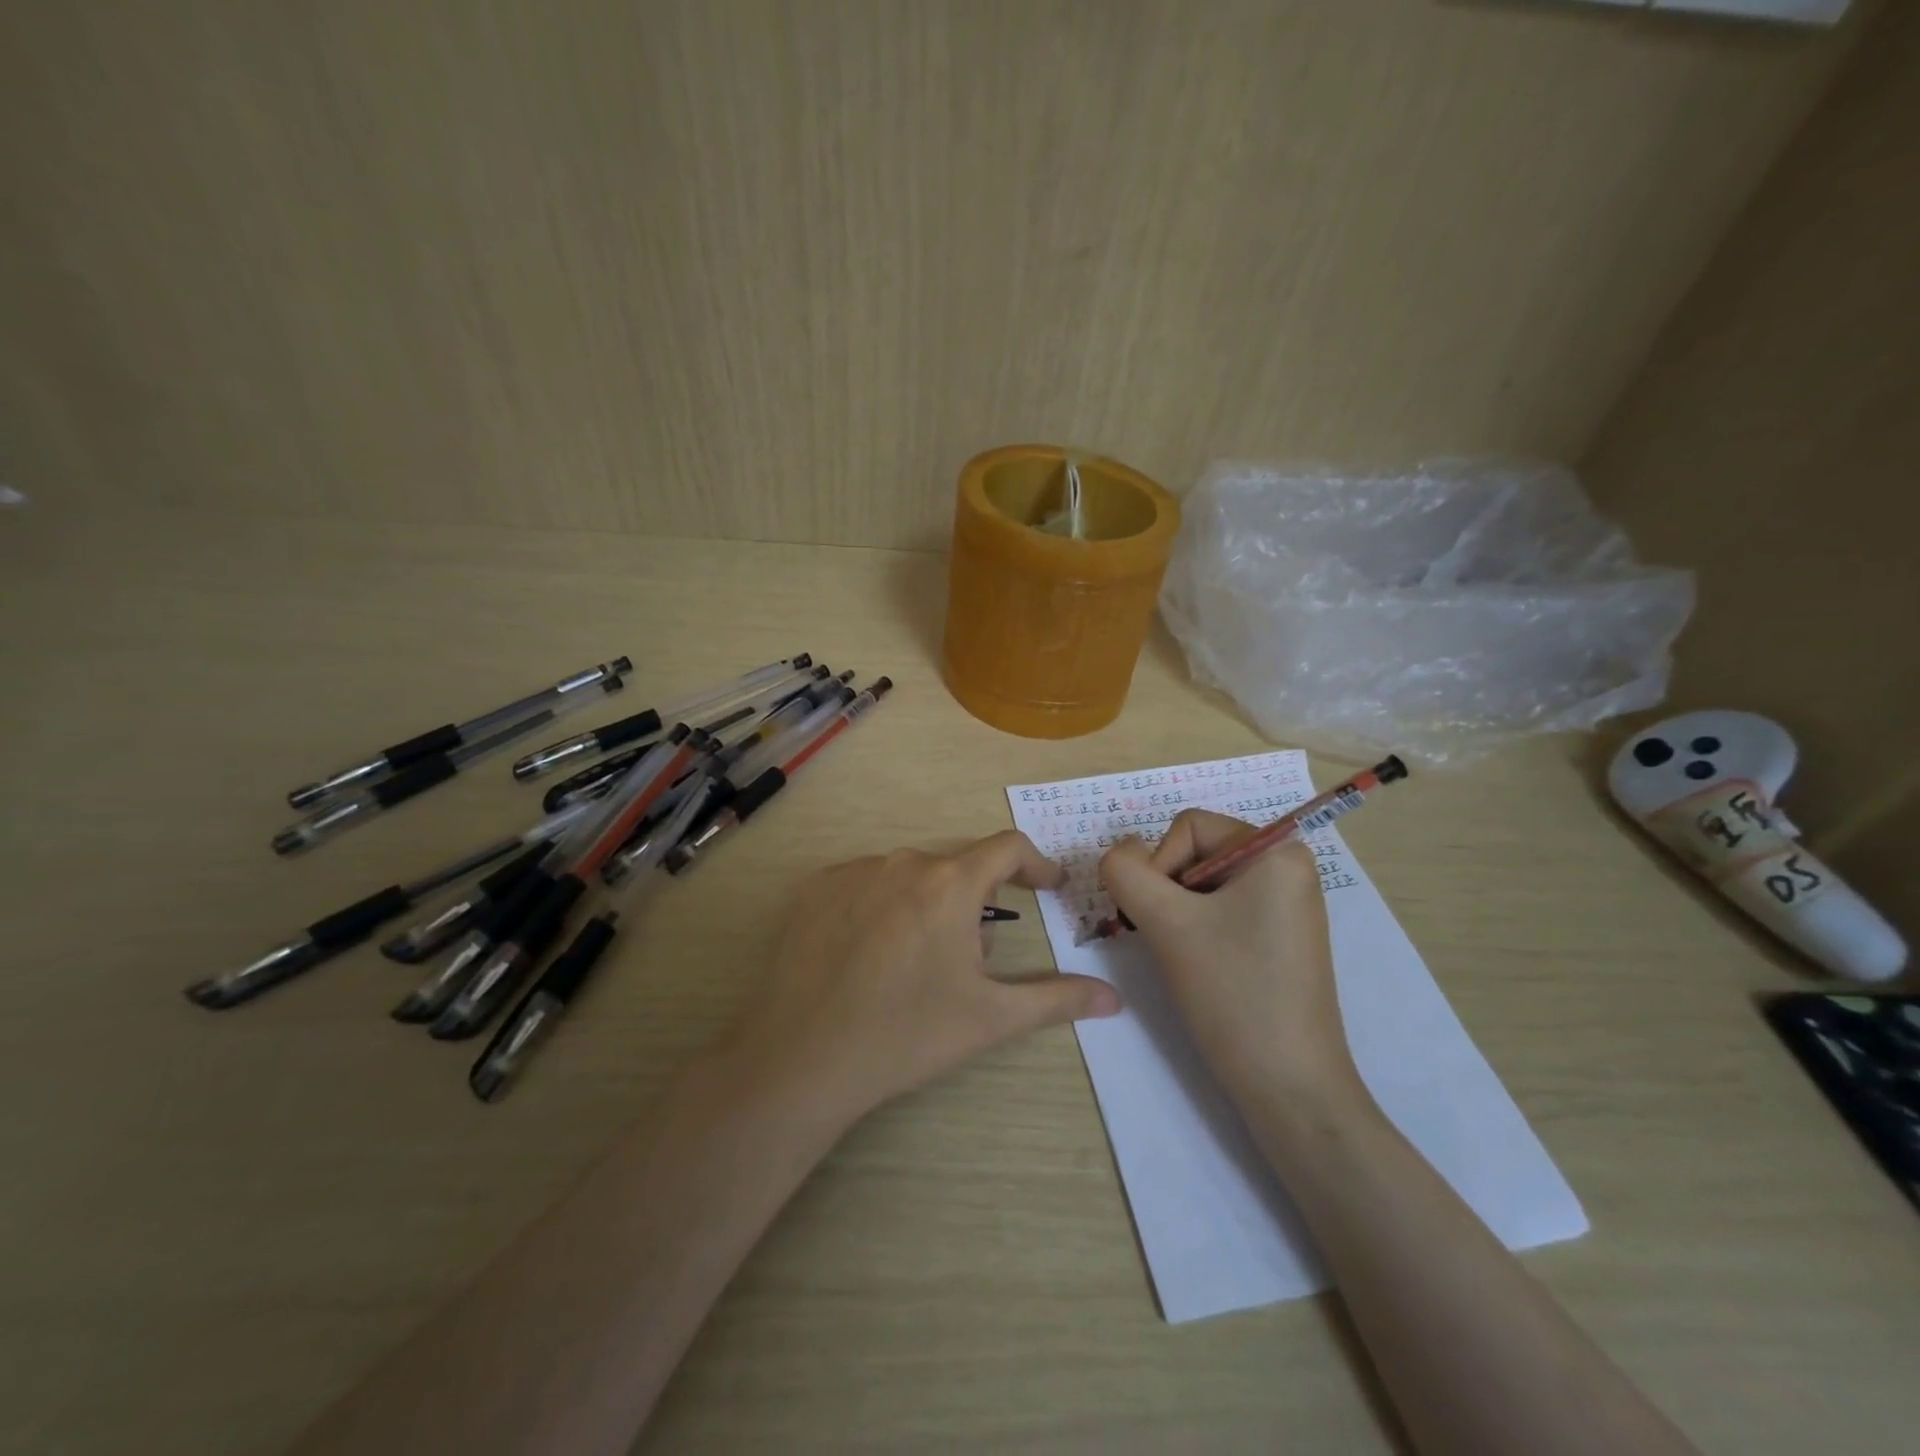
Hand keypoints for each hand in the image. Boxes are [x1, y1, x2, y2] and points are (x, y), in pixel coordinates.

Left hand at [719, 831, 1121, 1127]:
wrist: (802, 1058)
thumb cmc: (906, 1034)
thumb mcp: (989, 1018)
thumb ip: (1056, 999)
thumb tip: (1113, 997)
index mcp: (949, 884)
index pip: (1007, 847)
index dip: (1035, 864)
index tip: (1047, 887)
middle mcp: (902, 862)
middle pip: (956, 869)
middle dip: (974, 905)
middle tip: (967, 961)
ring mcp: (853, 871)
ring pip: (909, 877)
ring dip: (925, 905)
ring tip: (911, 964)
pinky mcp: (814, 888)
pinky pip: (865, 884)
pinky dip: (880, 907)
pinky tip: (868, 955)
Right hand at [1099, 810, 1362, 1108]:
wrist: (1288, 1087)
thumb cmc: (1232, 992)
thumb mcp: (1166, 923)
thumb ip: (1125, 871)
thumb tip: (1118, 853)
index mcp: (1277, 850)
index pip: (1188, 827)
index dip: (1158, 865)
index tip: (1160, 918)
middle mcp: (1288, 867)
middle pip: (1195, 852)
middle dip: (1168, 892)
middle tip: (1168, 939)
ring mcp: (1286, 904)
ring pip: (1202, 885)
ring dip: (1177, 914)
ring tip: (1186, 957)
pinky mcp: (1279, 936)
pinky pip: (1222, 910)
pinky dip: (1197, 930)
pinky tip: (1202, 967)